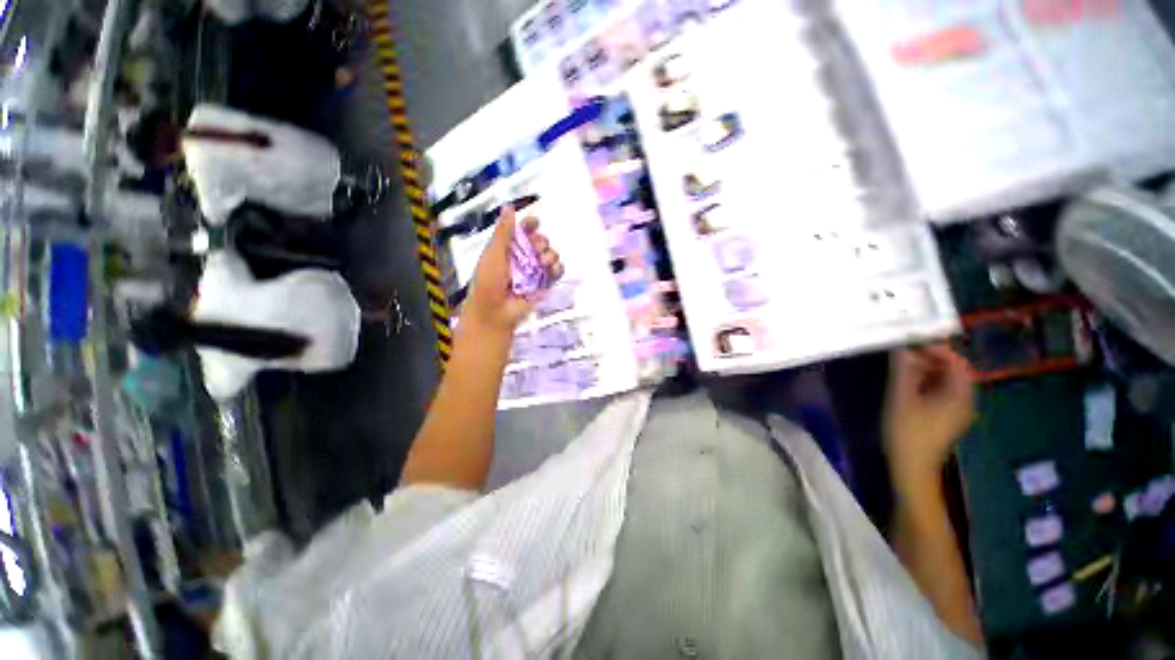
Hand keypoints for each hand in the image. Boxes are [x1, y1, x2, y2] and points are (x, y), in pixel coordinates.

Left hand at [464, 205, 563, 335]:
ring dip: (550, 255)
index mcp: (509, 248)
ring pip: (550, 255)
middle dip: (541, 242)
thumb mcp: (493, 253)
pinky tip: (553, 269)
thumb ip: (504, 231)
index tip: (534, 223)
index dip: (530, 225)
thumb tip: (510, 207)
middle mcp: (523, 258)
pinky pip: (556, 272)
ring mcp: (534, 272)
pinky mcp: (544, 285)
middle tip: (536, 249)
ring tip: (543, 262)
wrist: (495, 312)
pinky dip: (558, 269)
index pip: (523, 231)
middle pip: (540, 241)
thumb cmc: (489, 281)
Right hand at [883, 344, 975, 487]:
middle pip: (951, 370)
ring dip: (923, 371)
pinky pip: (938, 392)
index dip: (936, 349)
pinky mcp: (944, 418)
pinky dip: (923, 383)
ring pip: (943, 381)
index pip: (956, 361)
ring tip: (899, 367)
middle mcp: (964, 400)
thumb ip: (903, 371)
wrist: (911, 469)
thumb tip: (901, 347)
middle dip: (927, 358)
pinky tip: (905, 384)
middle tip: (901, 354)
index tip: (910, 343)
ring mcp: (955, 410)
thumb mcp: (901, 398)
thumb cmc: (908, 433)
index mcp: (960, 395)